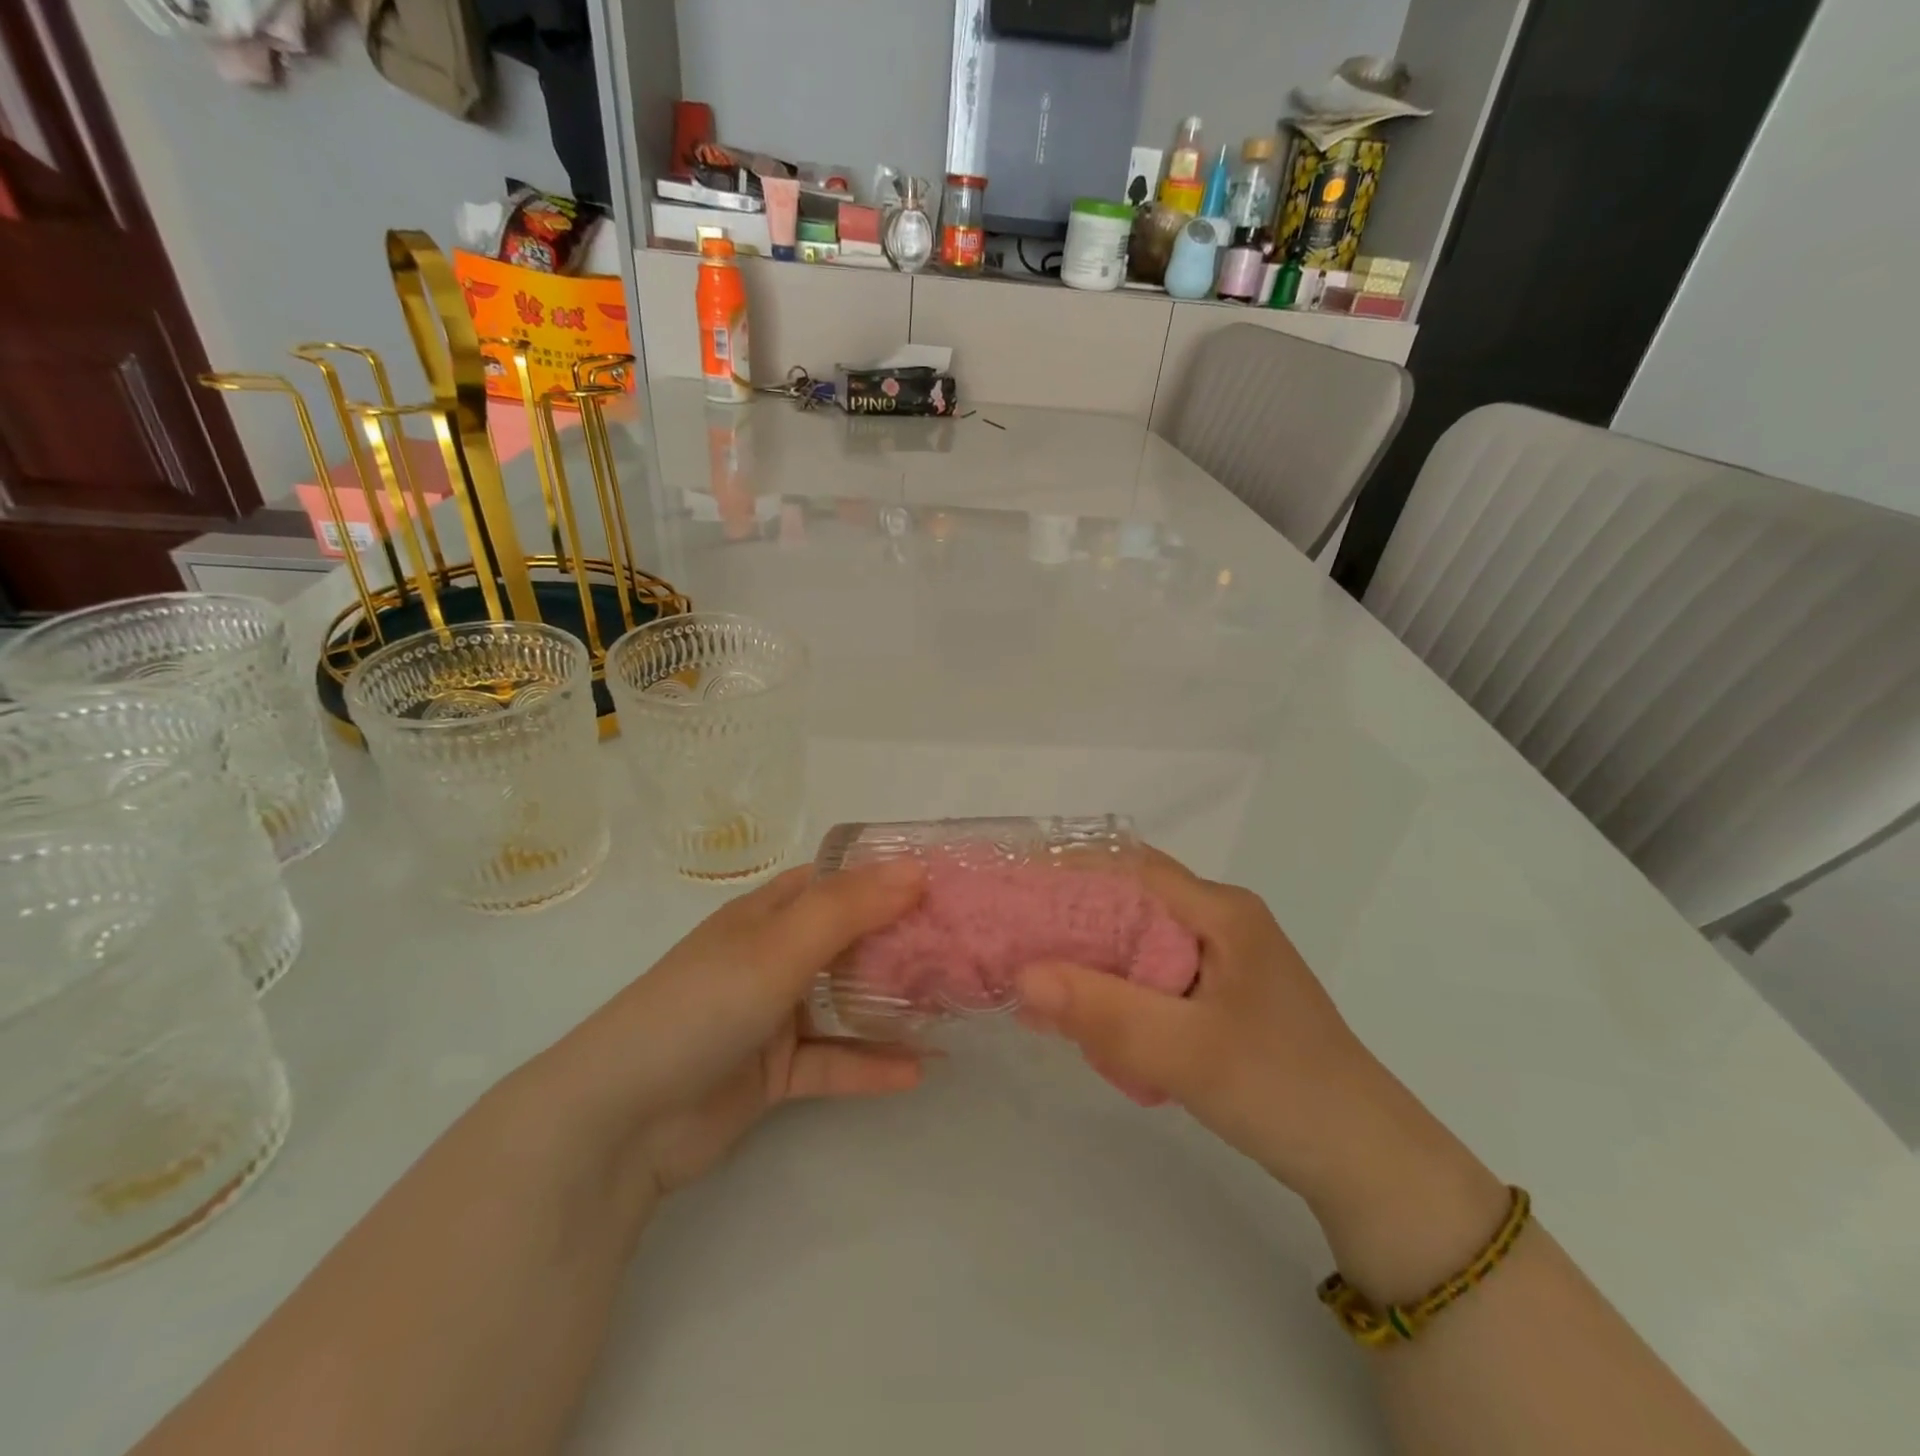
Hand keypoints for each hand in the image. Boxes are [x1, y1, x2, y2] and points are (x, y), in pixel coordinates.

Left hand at [549, 859, 928, 1199]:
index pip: (838, 882)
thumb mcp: (778, 946)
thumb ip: (849, 909)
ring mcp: (772, 1016)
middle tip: (965, 947)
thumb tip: (916, 867)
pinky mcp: (772, 1072)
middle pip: (850, 941)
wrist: (620, 1119)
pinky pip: (831, 1061)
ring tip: (953, 1008)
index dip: (888, 877)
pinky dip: (869, 1065)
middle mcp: (773, 957)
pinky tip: (918, 1072)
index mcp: (767, 914)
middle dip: (902, 942)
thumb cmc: (702, 1006)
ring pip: (845, 1003)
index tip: (946, 882)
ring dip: (892, 1006)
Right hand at [1014, 849, 1424, 1210]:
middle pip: (1130, 901)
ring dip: (1092, 961)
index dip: (1068, 873)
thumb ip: (1104, 1012)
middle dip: (1071, 921)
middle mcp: (1220, 921)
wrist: (1365, 1162)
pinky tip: (1089, 1020)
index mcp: (1221, 911)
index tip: (1013, 894)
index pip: (1130, 868)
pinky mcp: (1220, 996)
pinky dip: (1117, 991)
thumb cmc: (1282, 1090)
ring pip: (1137, 942)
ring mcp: (1222, 960)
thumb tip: (1021, 975)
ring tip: (1038, 983)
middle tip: (1013, 944)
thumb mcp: (1187, 1053)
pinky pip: (1152, 977)